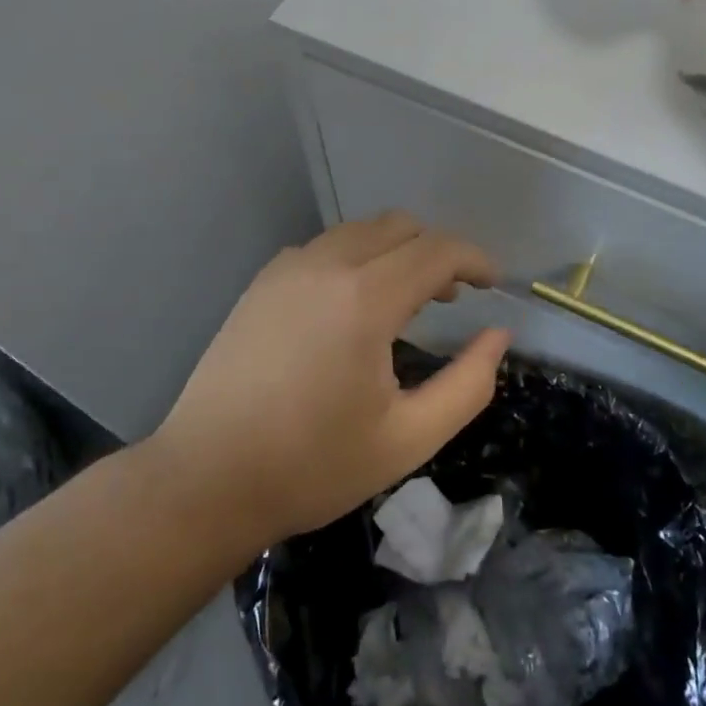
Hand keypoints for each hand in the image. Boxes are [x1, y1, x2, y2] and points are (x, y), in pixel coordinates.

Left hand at [150, 212, 509, 545]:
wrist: (207, 479)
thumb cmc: (314, 466)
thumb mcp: (409, 438)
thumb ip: (468, 384)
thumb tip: (498, 336)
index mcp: (365, 298)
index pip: (436, 250)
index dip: (474, 260)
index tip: (494, 284)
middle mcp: (326, 266)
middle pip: (399, 226)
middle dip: (437, 251)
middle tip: (453, 297)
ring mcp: (287, 269)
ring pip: (359, 231)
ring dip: (396, 250)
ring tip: (408, 299)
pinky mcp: (262, 283)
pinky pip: (324, 247)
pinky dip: (356, 257)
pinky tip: (353, 305)